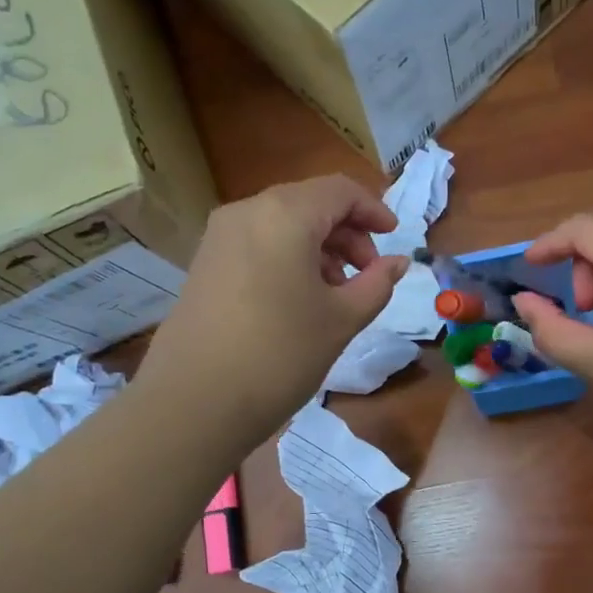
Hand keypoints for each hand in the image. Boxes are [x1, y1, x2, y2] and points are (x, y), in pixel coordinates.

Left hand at [138, 176, 410, 445]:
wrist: (195, 401)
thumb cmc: (281, 354)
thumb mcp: (342, 320)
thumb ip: (377, 284)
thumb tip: (398, 262)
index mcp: (285, 214)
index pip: (340, 191)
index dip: (374, 210)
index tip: (394, 241)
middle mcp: (247, 211)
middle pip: (310, 203)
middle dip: (347, 233)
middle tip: (367, 274)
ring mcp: (219, 237)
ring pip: (282, 224)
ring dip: (319, 247)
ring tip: (336, 293)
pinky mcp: (205, 264)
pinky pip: (258, 243)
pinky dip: (288, 258)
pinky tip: (299, 300)